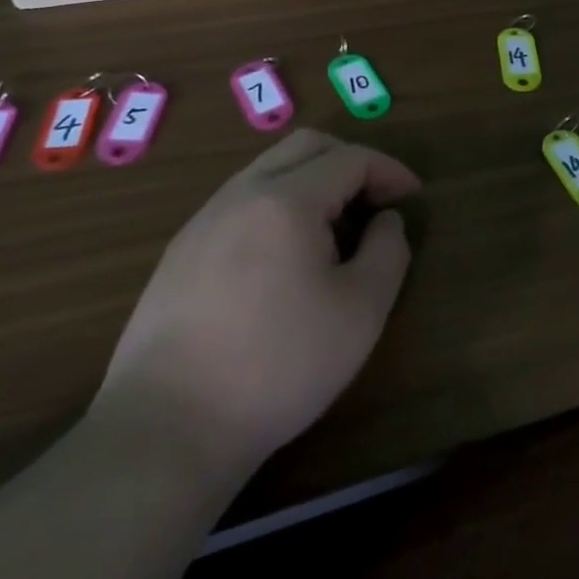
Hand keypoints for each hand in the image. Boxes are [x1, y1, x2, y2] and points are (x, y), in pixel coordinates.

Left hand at [90, 130, 415, 484]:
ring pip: (269, 171)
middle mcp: (241, 195)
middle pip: (305, 147)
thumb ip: (388, 250)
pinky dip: (279, 208)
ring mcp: (203, 222)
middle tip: (376, 201)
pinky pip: (242, 203)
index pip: (350, 158)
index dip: (390, 170)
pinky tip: (286, 260)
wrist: (166, 431)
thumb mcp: (362, 309)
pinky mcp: (180, 254)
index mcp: (287, 200)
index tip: (412, 198)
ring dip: (313, 184)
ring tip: (335, 233)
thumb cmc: (279, 365)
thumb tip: (385, 221)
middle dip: (351, 162)